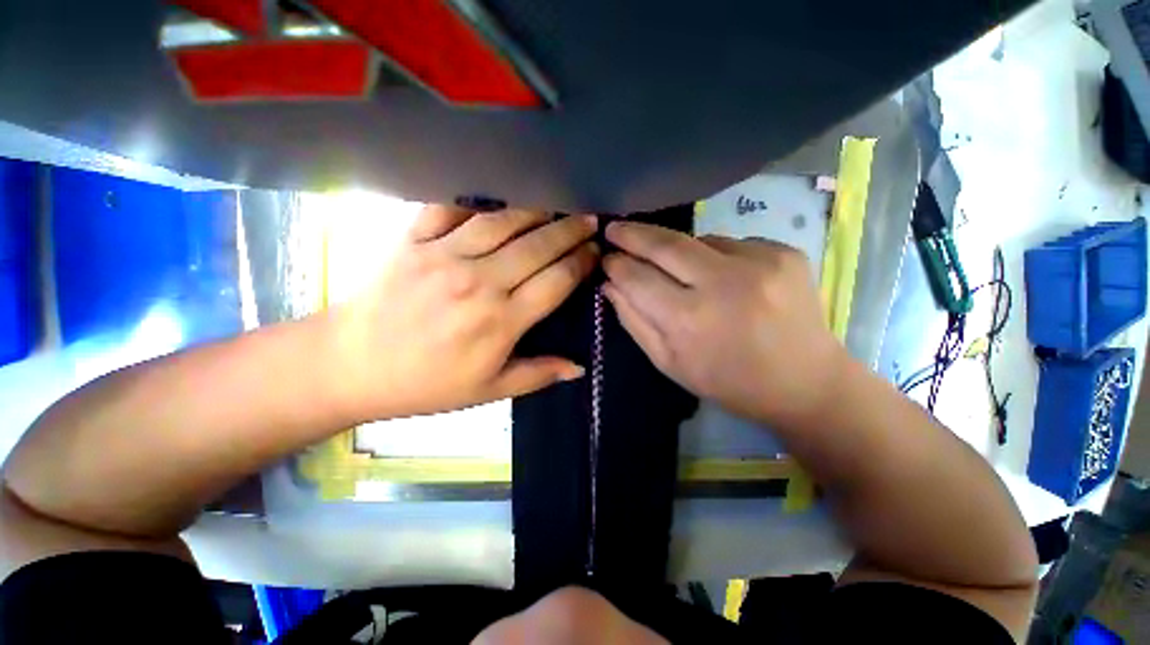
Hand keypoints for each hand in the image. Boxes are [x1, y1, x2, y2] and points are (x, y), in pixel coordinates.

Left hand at [329, 205, 598, 419]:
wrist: (352, 365)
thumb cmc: (426, 384)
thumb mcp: (488, 391)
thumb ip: (538, 375)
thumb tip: (579, 368)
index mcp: (501, 321)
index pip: (557, 281)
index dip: (582, 263)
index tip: (595, 253)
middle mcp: (479, 281)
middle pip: (538, 245)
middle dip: (570, 230)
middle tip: (589, 220)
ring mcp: (444, 255)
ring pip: (502, 220)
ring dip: (535, 210)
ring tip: (555, 205)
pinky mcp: (413, 239)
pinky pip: (450, 207)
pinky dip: (476, 199)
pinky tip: (496, 199)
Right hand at [602, 222, 847, 426]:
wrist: (805, 382)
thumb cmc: (728, 382)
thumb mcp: (669, 363)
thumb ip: (633, 321)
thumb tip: (610, 284)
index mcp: (690, 320)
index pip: (638, 278)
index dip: (617, 265)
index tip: (606, 258)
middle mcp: (723, 283)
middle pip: (665, 244)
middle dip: (633, 234)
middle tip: (614, 228)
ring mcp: (759, 262)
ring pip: (697, 240)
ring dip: (676, 251)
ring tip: (676, 269)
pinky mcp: (784, 252)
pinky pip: (729, 244)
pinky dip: (713, 256)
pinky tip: (720, 277)